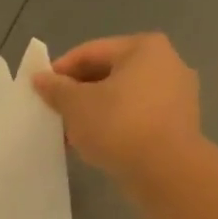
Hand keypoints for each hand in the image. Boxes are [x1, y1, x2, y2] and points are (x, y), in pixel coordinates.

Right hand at [32, 33, 202, 187]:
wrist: (165, 171)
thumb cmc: (118, 125)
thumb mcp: (76, 105)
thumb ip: (56, 89)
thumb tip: (40, 78)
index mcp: (143, 47)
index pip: (90, 52)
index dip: (60, 70)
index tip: (39, 91)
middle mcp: (167, 63)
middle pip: (109, 73)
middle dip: (78, 94)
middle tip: (54, 114)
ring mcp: (177, 94)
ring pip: (123, 98)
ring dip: (95, 112)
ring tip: (71, 133)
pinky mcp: (178, 124)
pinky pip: (137, 117)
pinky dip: (115, 125)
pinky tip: (96, 144)